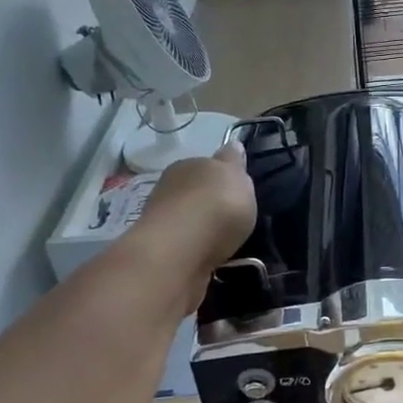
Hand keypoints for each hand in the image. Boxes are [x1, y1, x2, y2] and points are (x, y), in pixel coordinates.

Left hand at [131, 145, 257, 310]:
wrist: (180, 253)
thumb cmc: (215, 206)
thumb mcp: (236, 176)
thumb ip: (234, 163)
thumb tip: (233, 145)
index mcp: (187, 166)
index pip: (206, 165)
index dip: (223, 175)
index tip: (238, 189)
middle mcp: (170, 190)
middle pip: (195, 193)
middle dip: (211, 203)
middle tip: (235, 217)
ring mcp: (163, 223)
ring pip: (190, 221)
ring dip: (204, 229)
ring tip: (226, 241)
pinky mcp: (164, 253)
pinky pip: (188, 247)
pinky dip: (199, 250)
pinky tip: (213, 257)